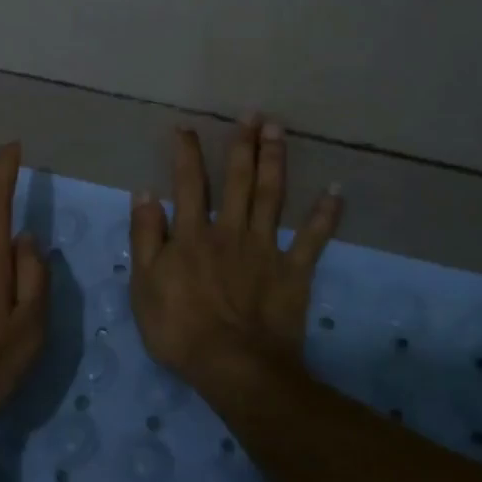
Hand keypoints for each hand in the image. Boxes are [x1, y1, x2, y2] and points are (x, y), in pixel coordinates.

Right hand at [129, 117, 342, 385]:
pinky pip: (313, 239)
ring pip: (272, 196)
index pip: (189, 183)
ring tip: (279, 130)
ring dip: (276, 161)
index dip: (187, 153)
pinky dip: (326, 214)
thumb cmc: (180, 329)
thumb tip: (145, 193)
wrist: (235, 367)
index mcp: (193, 234)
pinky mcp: (293, 271)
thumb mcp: (144, 285)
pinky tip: (336, 190)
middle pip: (239, 180)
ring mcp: (265, 249)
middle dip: (244, 145)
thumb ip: (145, 237)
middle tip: (253, 114)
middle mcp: (231, 230)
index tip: (186, 127)